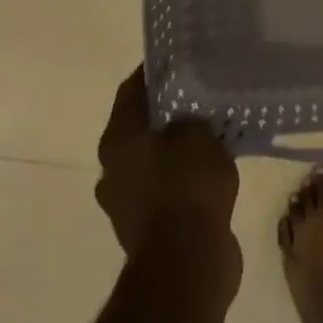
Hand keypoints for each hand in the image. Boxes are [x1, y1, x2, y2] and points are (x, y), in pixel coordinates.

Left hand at [95, 68, 239, 261]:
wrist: (186, 263)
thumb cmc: (187, 186)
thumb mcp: (199, 134)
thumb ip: (192, 116)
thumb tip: (188, 115)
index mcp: (118, 138)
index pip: (131, 89)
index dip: (154, 72)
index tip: (180, 58)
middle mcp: (112, 167)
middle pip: (139, 125)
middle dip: (167, 111)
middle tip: (199, 94)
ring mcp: (125, 201)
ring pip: (152, 159)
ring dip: (175, 147)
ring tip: (210, 131)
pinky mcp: (144, 228)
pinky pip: (164, 188)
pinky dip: (181, 177)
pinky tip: (210, 169)